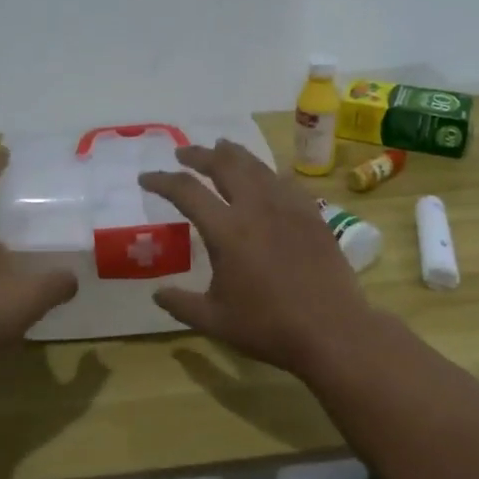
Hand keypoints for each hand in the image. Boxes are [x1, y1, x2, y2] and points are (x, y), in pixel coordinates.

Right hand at [140, 140, 374, 376]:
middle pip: (224, 165)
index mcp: (227, 231)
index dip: (162, 181)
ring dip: (233, 154)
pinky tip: (265, 177)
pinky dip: (266, 172)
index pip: (186, 191)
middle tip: (183, 153)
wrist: (332, 330)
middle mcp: (256, 208)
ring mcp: (288, 207)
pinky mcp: (312, 214)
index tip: (146, 178)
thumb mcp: (214, 321)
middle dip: (199, 155)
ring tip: (221, 148)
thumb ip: (181, 304)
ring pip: (257, 166)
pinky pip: (284, 182)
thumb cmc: (269, 327)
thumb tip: (157, 293)